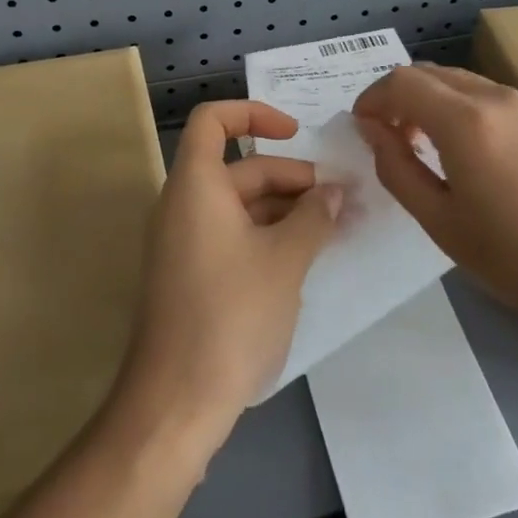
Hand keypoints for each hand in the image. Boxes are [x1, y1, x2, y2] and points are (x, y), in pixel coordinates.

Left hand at [114, 101, 341, 462]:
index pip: (213, 120)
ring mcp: (185, 242)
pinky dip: (269, 235)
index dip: (254, 114)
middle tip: (342, 199)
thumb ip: (314, 217)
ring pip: (241, 205)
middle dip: (293, 177)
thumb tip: (335, 193)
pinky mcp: (192, 275)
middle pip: (240, 168)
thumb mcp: (285, 261)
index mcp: (196, 186)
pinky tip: (307, 256)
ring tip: (336, 227)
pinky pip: (233, 235)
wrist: (175, 403)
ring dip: (287, 209)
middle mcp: (183, 205)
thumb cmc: (231, 317)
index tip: (297, 134)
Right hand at [353, 64, 517, 352]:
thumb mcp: (438, 220)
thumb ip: (396, 166)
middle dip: (402, 97)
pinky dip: (472, 112)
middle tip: (393, 138)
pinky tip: (483, 157)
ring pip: (467, 83)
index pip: (402, 81)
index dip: (373, 98)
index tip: (363, 127)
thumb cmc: (513, 257)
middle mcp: (499, 98)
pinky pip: (499, 101)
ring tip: (435, 148)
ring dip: (437, 103)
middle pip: (433, 74)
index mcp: (466, 121)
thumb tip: (372, 129)